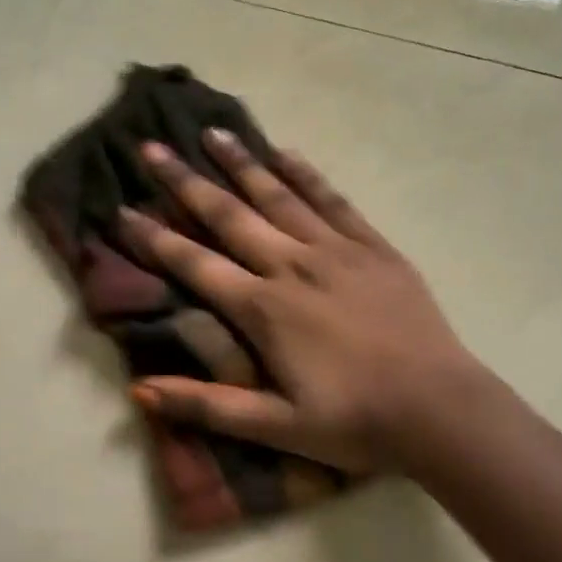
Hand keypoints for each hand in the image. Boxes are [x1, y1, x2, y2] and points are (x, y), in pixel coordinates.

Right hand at [118, 131, 484, 473]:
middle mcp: (292, 266)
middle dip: (186, 181)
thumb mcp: (275, 429)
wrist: (438, 407)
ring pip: (278, 195)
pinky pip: (333, 200)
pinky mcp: (372, 246)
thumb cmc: (354, 421)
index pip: (195, 264)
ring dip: (241, 163)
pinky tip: (286, 152)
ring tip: (212, 132)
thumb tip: (138, 390)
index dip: (155, 237)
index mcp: (264, 309)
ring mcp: (335, 250)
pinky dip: (306, 174)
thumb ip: (207, 406)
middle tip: (152, 147)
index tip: (123, 209)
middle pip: (229, 215)